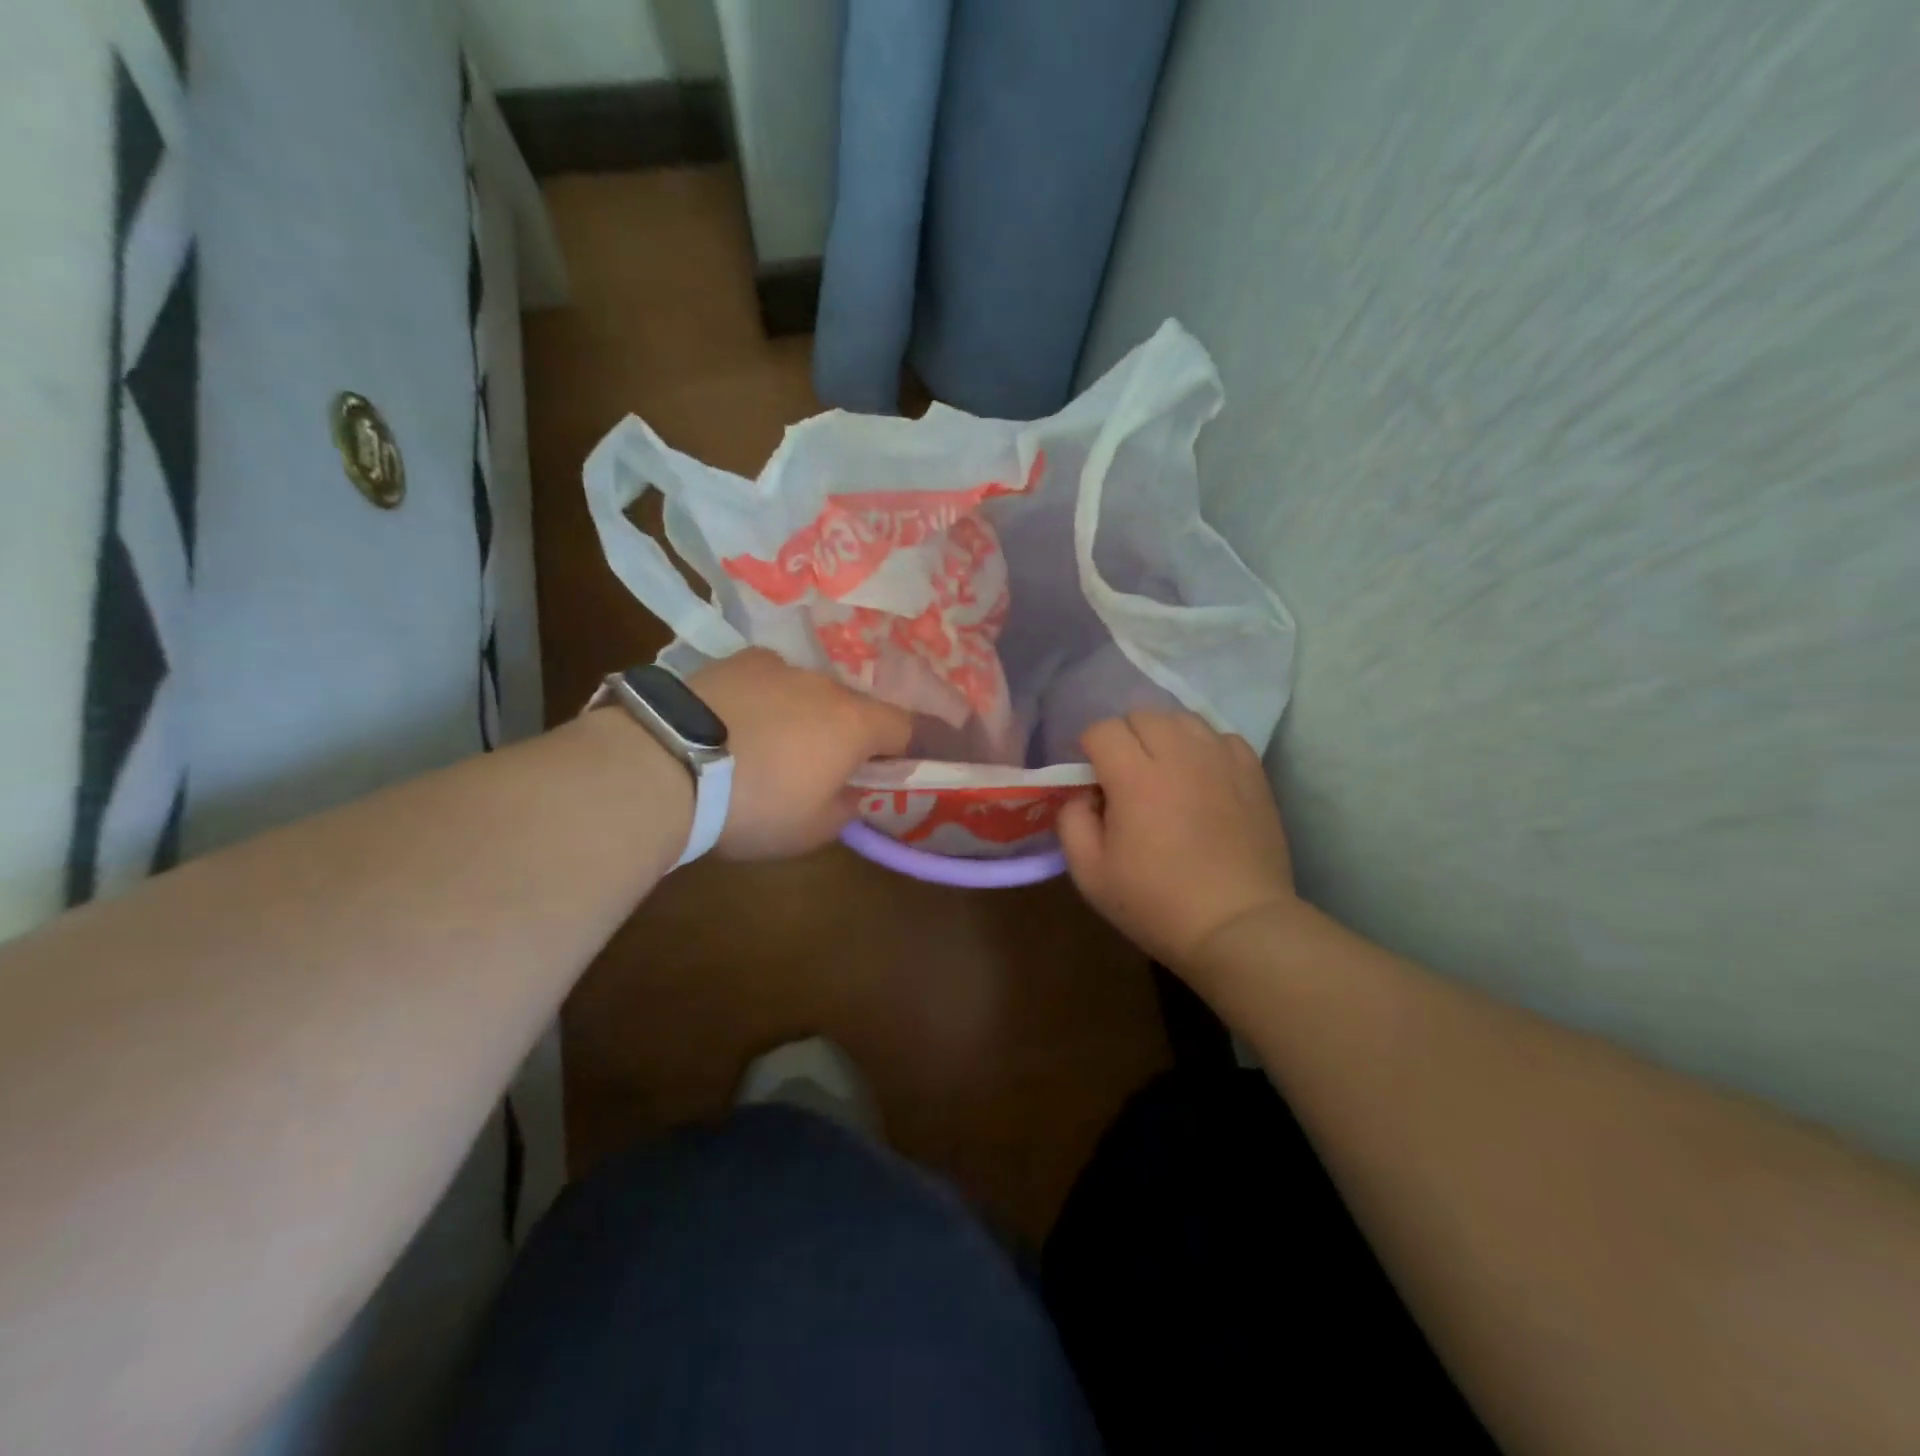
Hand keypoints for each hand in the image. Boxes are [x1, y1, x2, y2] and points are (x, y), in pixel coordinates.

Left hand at [689, 649, 911, 859]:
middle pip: (855, 708)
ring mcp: (779, 666)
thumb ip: (847, 807)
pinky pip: (767, 681)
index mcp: (856, 724)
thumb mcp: (812, 830)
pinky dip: (764, 700)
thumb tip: (853, 791)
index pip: (908, 728)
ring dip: (805, 716)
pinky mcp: (737, 660)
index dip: (913, 747)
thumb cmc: (755, 805)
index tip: (905, 766)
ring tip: (770, 747)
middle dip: (850, 734)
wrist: (666, 764)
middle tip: (826, 766)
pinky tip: (736, 724)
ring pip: (809, 693)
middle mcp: (826, 685)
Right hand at [1057, 712, 1297, 971]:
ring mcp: (1221, 760)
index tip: (1090, 777)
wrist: (1237, 925)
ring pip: (1183, 719)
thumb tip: (1083, 794)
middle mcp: (1180, 755)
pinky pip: (1222, 737)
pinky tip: (1201, 776)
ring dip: (1164, 736)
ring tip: (1163, 770)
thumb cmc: (1156, 903)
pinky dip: (1204, 747)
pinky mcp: (1253, 774)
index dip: (1089, 748)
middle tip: (1124, 774)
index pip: (1103, 730)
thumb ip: (1072, 822)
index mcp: (1135, 777)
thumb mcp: (1090, 874)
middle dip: (1124, 737)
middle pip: (1143, 715)